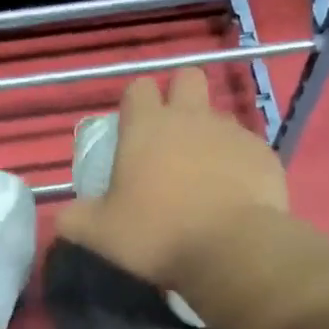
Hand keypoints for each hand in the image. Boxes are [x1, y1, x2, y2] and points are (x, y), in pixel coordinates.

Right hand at [56, 68, 287, 291]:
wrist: (231, 250)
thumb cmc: (156, 233)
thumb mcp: (100, 234)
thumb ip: (75, 219)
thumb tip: (64, 217)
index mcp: (147, 127)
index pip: (138, 88)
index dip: (134, 105)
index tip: (131, 133)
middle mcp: (191, 117)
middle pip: (187, 78)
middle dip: (179, 97)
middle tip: (170, 138)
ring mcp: (232, 132)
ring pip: (218, 116)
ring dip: (208, 135)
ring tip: (202, 176)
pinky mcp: (264, 154)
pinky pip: (246, 148)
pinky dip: (236, 164)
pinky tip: (231, 195)